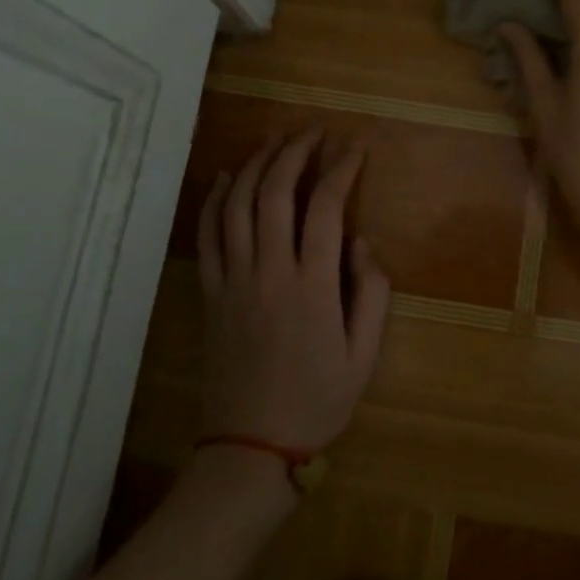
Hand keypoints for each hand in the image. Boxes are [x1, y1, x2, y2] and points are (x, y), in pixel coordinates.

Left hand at [196, 128, 390, 451]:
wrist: (250, 447)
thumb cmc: (317, 400)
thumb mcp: (364, 355)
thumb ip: (373, 293)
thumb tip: (362, 242)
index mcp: (312, 286)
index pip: (326, 208)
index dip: (341, 169)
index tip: (355, 147)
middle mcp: (269, 271)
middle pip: (275, 193)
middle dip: (295, 152)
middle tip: (313, 131)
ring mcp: (233, 280)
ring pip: (237, 205)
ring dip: (256, 165)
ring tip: (275, 140)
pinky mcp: (210, 292)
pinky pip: (207, 235)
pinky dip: (215, 200)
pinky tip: (226, 177)